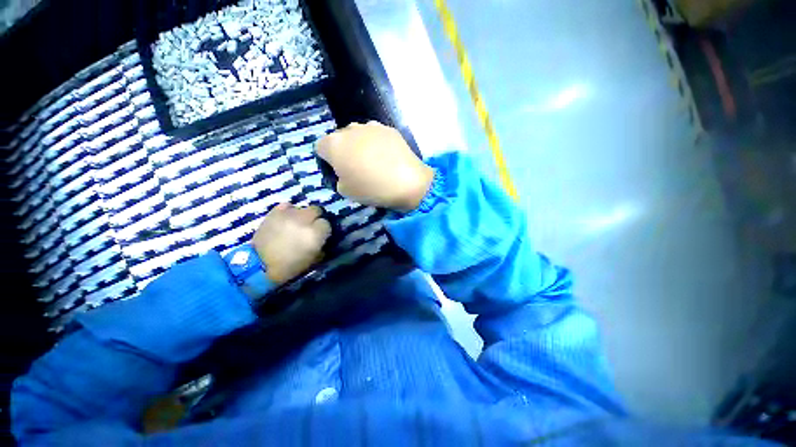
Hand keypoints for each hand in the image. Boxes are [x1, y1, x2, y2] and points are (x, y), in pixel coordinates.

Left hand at [252, 203, 330, 284]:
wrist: (260, 265)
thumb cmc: (290, 266)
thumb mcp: (313, 259)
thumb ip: (321, 246)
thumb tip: (323, 239)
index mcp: (315, 234)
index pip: (326, 223)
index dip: (323, 229)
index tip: (320, 235)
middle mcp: (304, 221)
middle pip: (316, 210)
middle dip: (315, 217)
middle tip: (311, 226)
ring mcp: (288, 215)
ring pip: (302, 208)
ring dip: (302, 215)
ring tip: (297, 223)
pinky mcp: (274, 213)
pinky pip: (287, 205)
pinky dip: (289, 211)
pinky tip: (287, 218)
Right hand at [316, 122, 433, 211]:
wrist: (407, 182)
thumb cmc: (371, 188)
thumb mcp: (345, 192)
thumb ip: (337, 178)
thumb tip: (343, 172)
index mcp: (333, 144)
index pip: (320, 148)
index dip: (327, 161)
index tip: (338, 172)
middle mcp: (350, 129)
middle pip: (339, 139)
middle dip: (343, 151)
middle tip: (356, 168)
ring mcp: (371, 126)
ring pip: (358, 135)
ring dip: (360, 146)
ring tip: (374, 162)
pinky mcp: (388, 129)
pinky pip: (376, 136)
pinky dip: (377, 144)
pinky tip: (387, 158)